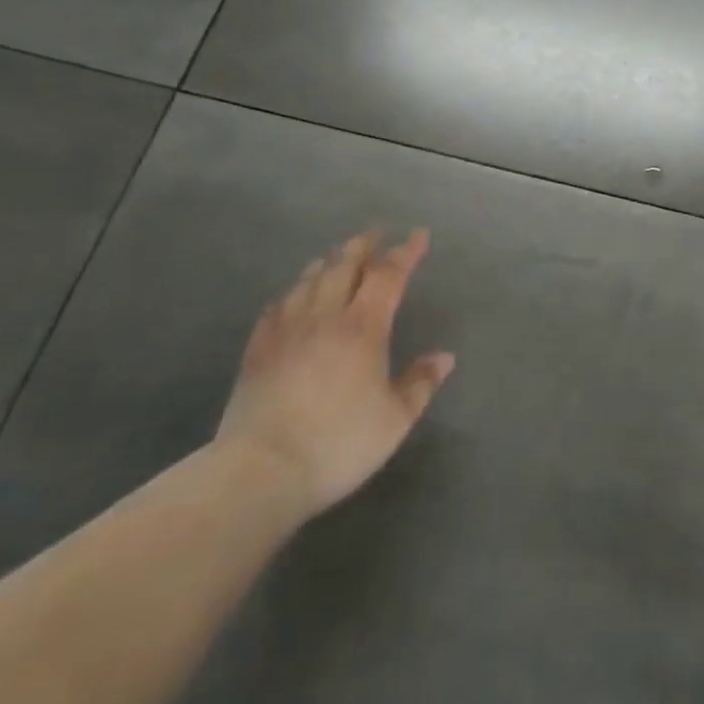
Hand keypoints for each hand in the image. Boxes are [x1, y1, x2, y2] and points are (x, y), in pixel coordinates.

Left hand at [216, 229, 454, 518]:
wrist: (262, 470)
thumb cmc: (339, 444)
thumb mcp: (395, 420)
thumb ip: (420, 384)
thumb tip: (444, 357)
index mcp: (364, 327)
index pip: (389, 275)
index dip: (406, 252)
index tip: (419, 234)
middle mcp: (325, 316)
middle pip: (345, 266)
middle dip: (363, 246)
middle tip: (375, 233)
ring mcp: (287, 330)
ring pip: (309, 281)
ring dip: (328, 263)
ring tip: (336, 256)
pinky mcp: (258, 349)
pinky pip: (277, 307)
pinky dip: (291, 292)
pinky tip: (291, 295)